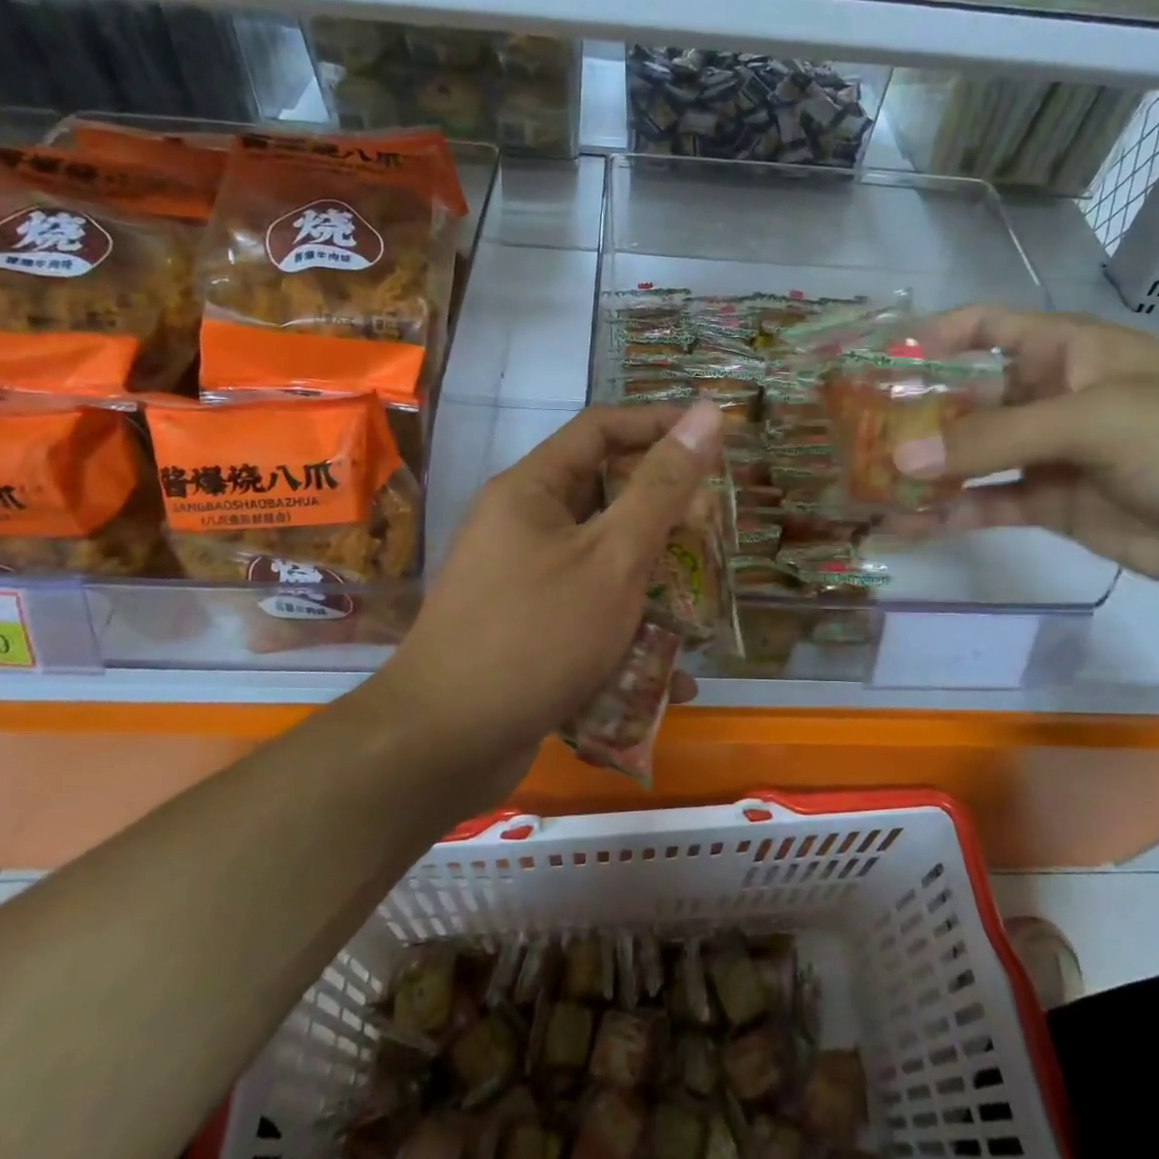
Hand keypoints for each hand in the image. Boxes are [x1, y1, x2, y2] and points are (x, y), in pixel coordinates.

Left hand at [377, 400, 725, 807]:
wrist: (444, 745)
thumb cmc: (536, 636)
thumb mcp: (612, 558)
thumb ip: (662, 488)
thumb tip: (706, 414)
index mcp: (531, 490)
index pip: (601, 429)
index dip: (658, 424)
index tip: (712, 438)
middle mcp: (521, 525)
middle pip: (603, 495)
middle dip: (663, 512)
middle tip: (714, 528)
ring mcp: (521, 580)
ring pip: (600, 560)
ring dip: (651, 579)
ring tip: (701, 601)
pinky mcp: (527, 629)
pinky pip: (587, 612)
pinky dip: (626, 631)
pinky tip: (669, 674)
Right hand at [893, 308, 1158, 597]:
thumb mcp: (1097, 424)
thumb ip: (996, 439)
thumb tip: (902, 456)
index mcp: (1068, 352)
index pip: (986, 328)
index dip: (932, 337)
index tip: (876, 361)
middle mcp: (1052, 397)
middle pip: (967, 397)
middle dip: (915, 414)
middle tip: (852, 437)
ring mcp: (1052, 454)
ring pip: (972, 455)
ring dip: (926, 467)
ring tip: (868, 483)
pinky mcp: (1055, 505)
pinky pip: (990, 502)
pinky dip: (951, 512)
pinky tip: (909, 524)